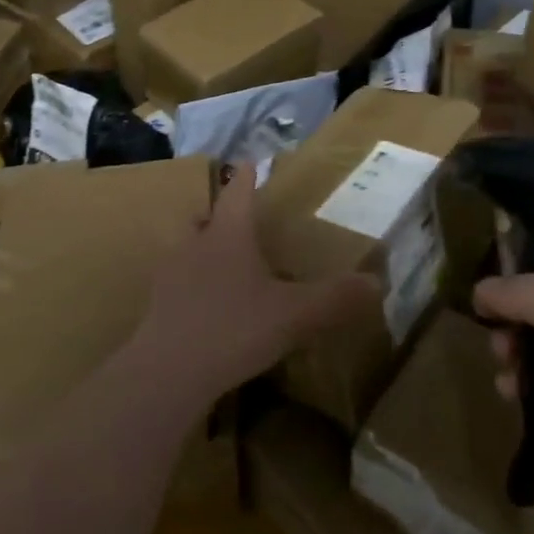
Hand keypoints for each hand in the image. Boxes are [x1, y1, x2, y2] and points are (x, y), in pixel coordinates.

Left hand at [127, 167, 379, 412]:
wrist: (169, 372)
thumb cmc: (235, 328)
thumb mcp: (295, 315)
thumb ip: (335, 298)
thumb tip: (377, 283)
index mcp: (228, 236)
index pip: (238, 193)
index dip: (247, 177)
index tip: (249, 161)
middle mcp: (194, 245)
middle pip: (202, 218)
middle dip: (217, 215)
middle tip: (234, 221)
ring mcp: (169, 276)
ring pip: (183, 249)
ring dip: (199, 249)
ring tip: (219, 265)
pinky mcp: (156, 306)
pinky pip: (175, 285)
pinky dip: (189, 286)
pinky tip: (205, 308)